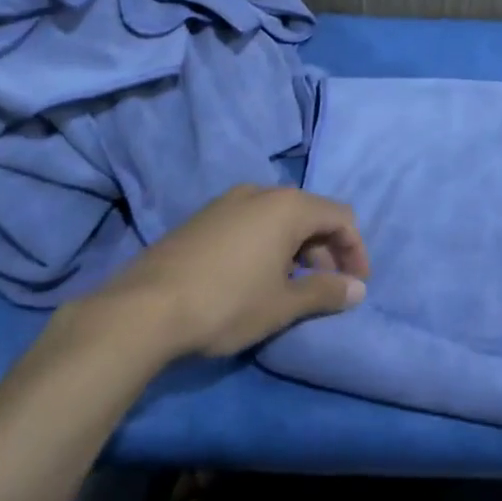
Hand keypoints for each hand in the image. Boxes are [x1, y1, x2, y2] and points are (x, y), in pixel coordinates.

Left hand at [70, 184, 369, 359]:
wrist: (143, 308)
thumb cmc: (226, 303)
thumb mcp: (282, 304)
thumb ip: (325, 292)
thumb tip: (358, 289)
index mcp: (288, 206)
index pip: (340, 217)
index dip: (355, 250)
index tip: (355, 285)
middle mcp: (262, 192)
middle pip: (311, 214)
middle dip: (326, 251)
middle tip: (326, 290)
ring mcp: (229, 201)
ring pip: (279, 218)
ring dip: (297, 249)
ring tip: (292, 288)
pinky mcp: (204, 217)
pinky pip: (252, 222)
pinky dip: (268, 245)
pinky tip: (256, 278)